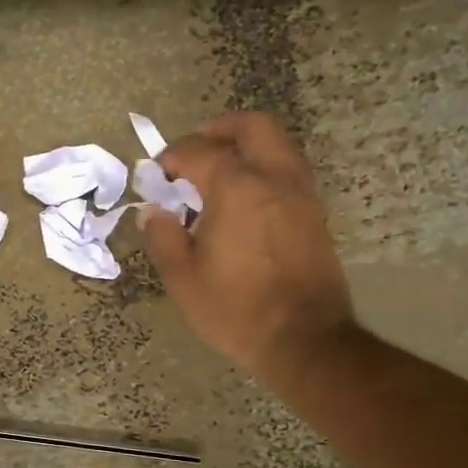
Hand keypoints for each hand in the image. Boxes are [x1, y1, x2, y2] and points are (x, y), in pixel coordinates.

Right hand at [139, 112, 357, 379]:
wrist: (305, 340)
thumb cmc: (236, 309)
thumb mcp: (183, 278)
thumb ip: (163, 237)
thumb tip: (152, 212)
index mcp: (237, 188)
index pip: (200, 150)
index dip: (173, 156)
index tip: (158, 175)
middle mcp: (274, 179)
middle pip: (254, 126)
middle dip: (220, 129)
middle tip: (196, 151)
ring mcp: (301, 196)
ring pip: (278, 146)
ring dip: (246, 148)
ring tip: (218, 175)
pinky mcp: (315, 216)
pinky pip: (288, 172)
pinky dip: (264, 170)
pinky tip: (243, 202)